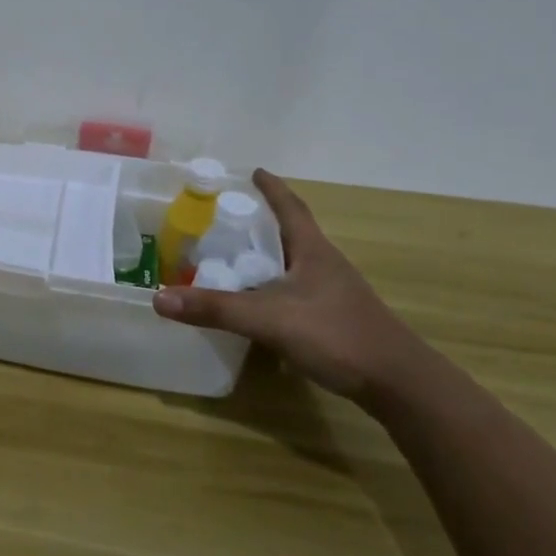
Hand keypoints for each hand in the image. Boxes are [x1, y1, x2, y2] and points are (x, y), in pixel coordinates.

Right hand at [152, 169, 430, 404]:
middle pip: (290, 233)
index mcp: (313, 251)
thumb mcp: (268, 319)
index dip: (270, 189)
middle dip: (259, 222)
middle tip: (223, 218)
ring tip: (230, 258)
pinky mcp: (333, 319)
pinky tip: (254, 303)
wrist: (397, 383)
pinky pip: (294, 291)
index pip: (289, 208)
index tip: (252, 172)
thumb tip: (158, 298)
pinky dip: (270, 288)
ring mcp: (332, 293)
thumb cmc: (336, 335)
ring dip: (265, 257)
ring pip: (291, 264)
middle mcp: (324, 265)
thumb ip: (214, 308)